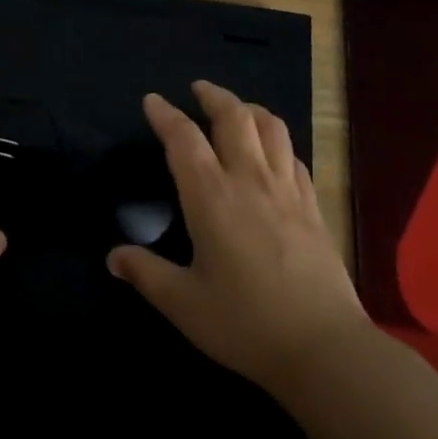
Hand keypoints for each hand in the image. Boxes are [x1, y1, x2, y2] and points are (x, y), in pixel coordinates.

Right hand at [108, 81, 366, 404]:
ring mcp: (286, 190)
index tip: (152, 100)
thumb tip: (113, 257)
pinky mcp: (313, 206)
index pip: (183, 139)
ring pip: (270, 128)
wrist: (324, 349)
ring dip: (249, 109)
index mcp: (211, 196)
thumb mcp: (184, 304)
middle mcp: (249, 180)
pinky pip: (294, 156)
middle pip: (233, 117)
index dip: (165, 115)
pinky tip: (273, 152)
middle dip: (213, 96)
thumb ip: (146, 274)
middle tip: (198, 89)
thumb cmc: (246, 324)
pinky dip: (277, 141)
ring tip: (236, 109)